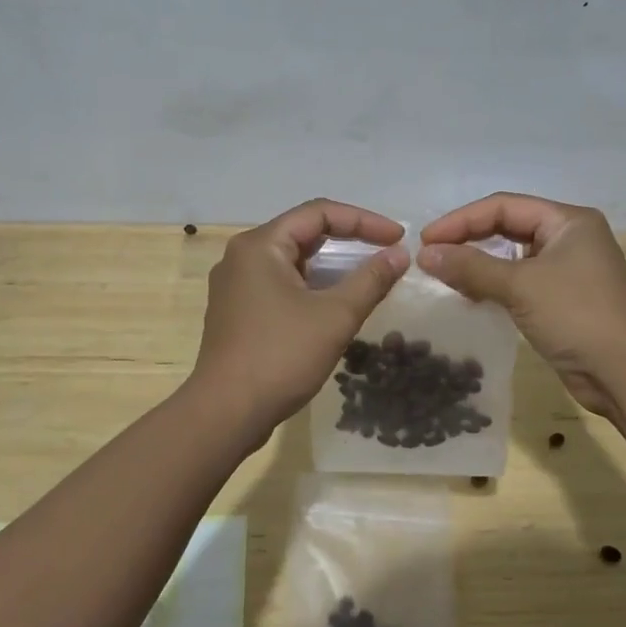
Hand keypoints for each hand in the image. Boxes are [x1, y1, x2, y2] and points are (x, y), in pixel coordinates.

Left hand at [190, 199, 408, 441]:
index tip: (398, 238)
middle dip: (349, 239)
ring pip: (293, 260)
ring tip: (368, 276)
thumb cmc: (280, 357)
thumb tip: (400, 253)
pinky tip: (335, 302)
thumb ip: (370, 280)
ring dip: (332, 264)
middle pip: (304, 232)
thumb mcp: (335, 316)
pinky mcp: (237, 310)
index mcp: (260, 245)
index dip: (363, 220)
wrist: (225, 414)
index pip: (319, 212)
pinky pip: (281, 283)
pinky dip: (312, 285)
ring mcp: (236, 285)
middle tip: (387, 252)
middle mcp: (242, 256)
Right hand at [419, 192, 625, 414]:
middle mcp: (569, 238)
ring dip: (478, 263)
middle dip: (468, 239)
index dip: (461, 220)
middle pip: (508, 227)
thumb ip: (471, 267)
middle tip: (431, 256)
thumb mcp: (520, 286)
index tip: (426, 240)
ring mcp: (568, 270)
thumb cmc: (577, 315)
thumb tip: (424, 255)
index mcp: (567, 221)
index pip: (504, 207)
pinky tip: (469, 296)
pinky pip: (520, 282)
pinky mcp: (563, 299)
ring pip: (512, 256)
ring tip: (444, 275)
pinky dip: (493, 285)